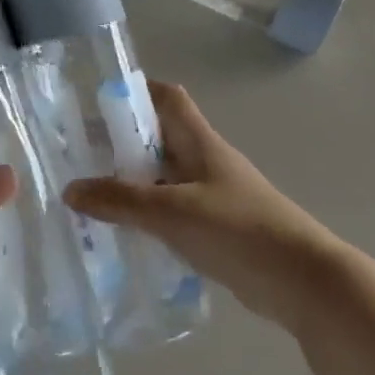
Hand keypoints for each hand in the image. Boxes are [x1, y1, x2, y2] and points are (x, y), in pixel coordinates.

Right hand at [63, 81, 339, 330]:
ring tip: (91, 197)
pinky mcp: (218, 229)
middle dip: (122, 143)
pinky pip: (174, 212)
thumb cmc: (239, 230)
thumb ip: (121, 201)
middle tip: (80, 156)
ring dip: (133, 184)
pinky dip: (149, 216)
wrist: (304, 282)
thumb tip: (70, 190)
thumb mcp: (172, 212)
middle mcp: (206, 161)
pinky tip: (124, 235)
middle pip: (160, 138)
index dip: (137, 91)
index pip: (168, 98)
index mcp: (200, 142)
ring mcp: (213, 196)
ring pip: (164, 178)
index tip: (98, 102)